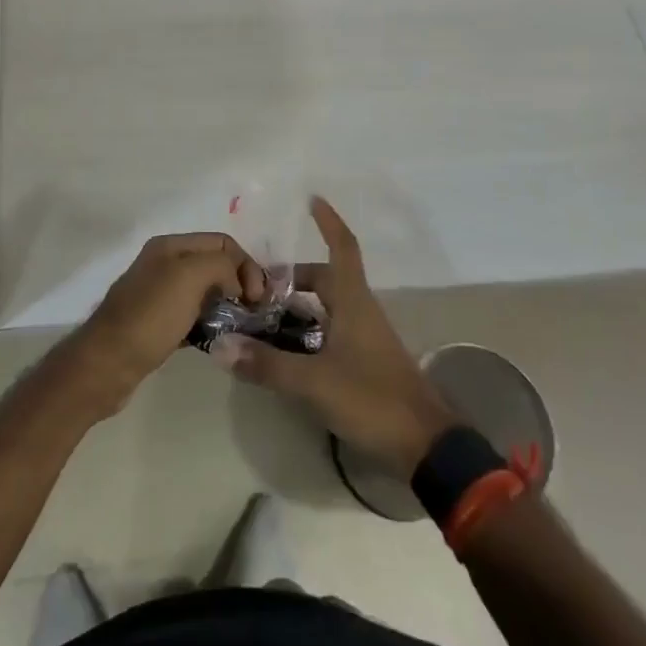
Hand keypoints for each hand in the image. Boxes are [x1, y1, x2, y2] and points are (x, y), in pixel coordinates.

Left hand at [67, 232, 265, 415]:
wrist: (107, 364)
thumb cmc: (150, 316)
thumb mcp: (189, 276)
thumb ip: (220, 265)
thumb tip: (235, 282)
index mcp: (171, 245)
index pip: (223, 242)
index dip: (246, 265)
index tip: (257, 298)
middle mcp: (165, 263)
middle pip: (215, 264)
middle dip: (239, 283)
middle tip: (254, 313)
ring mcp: (160, 294)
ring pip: (206, 291)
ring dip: (227, 305)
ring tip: (240, 327)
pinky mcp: (158, 324)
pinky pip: (194, 316)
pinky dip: (210, 324)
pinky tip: (218, 340)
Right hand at [230, 197, 457, 477]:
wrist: (425, 446)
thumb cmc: (372, 399)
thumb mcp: (313, 382)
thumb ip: (266, 364)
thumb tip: (220, 345)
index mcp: (352, 301)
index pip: (342, 247)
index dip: (327, 222)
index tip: (312, 199)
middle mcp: (360, 310)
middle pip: (326, 278)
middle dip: (293, 277)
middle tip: (258, 286)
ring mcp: (365, 337)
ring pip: (328, 307)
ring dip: (298, 306)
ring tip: (262, 317)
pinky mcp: (366, 361)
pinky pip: (331, 331)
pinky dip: (308, 331)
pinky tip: (285, 351)